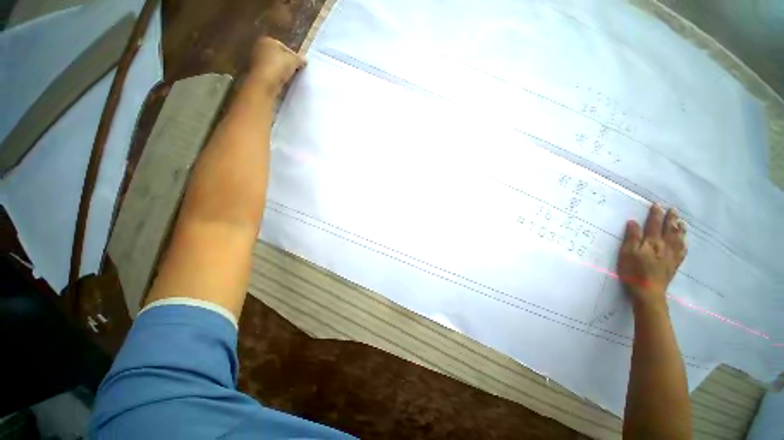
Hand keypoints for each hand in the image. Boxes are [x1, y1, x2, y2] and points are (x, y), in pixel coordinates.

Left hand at [249, 37, 305, 96]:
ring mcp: (256, 61)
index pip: (285, 47)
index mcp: (268, 40)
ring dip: (281, 71)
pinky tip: (281, 83)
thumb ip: (300, 59)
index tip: (300, 66)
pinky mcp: (256, 73)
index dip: (294, 56)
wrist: (264, 84)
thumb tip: (304, 59)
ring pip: (274, 65)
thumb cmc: (278, 67)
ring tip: (289, 78)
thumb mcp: (294, 61)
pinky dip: (275, 77)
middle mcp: (259, 47)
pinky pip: (270, 74)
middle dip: (286, 63)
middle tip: (295, 72)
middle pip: (278, 55)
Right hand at [617, 204, 686, 308]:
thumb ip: (631, 237)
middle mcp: (664, 246)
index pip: (654, 224)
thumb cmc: (633, 271)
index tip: (657, 204)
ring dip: (679, 229)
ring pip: (678, 238)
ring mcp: (671, 255)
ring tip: (681, 222)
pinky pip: (682, 251)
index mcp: (651, 242)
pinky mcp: (674, 264)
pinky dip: (684, 243)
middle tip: (673, 209)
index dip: (655, 214)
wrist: (648, 291)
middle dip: (670, 218)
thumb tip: (633, 222)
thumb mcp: (626, 253)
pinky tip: (684, 241)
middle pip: (668, 229)